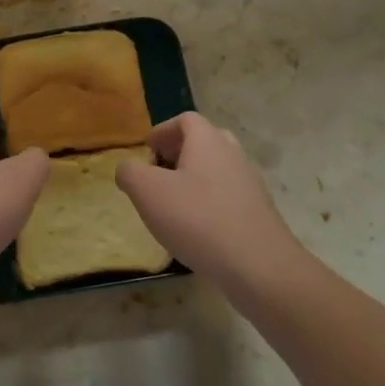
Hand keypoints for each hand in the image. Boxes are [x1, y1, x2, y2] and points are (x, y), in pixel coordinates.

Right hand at [115, 113, 307, 288]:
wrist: (257, 265)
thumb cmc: (197, 219)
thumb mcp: (147, 192)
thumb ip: (130, 173)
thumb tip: (127, 169)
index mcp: (208, 141)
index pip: (186, 119)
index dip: (163, 130)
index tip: (147, 150)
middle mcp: (233, 154)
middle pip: (205, 141)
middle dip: (179, 152)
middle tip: (159, 172)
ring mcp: (250, 184)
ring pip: (217, 169)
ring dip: (194, 179)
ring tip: (173, 203)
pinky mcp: (257, 212)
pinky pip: (228, 195)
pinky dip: (209, 202)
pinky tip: (196, 228)